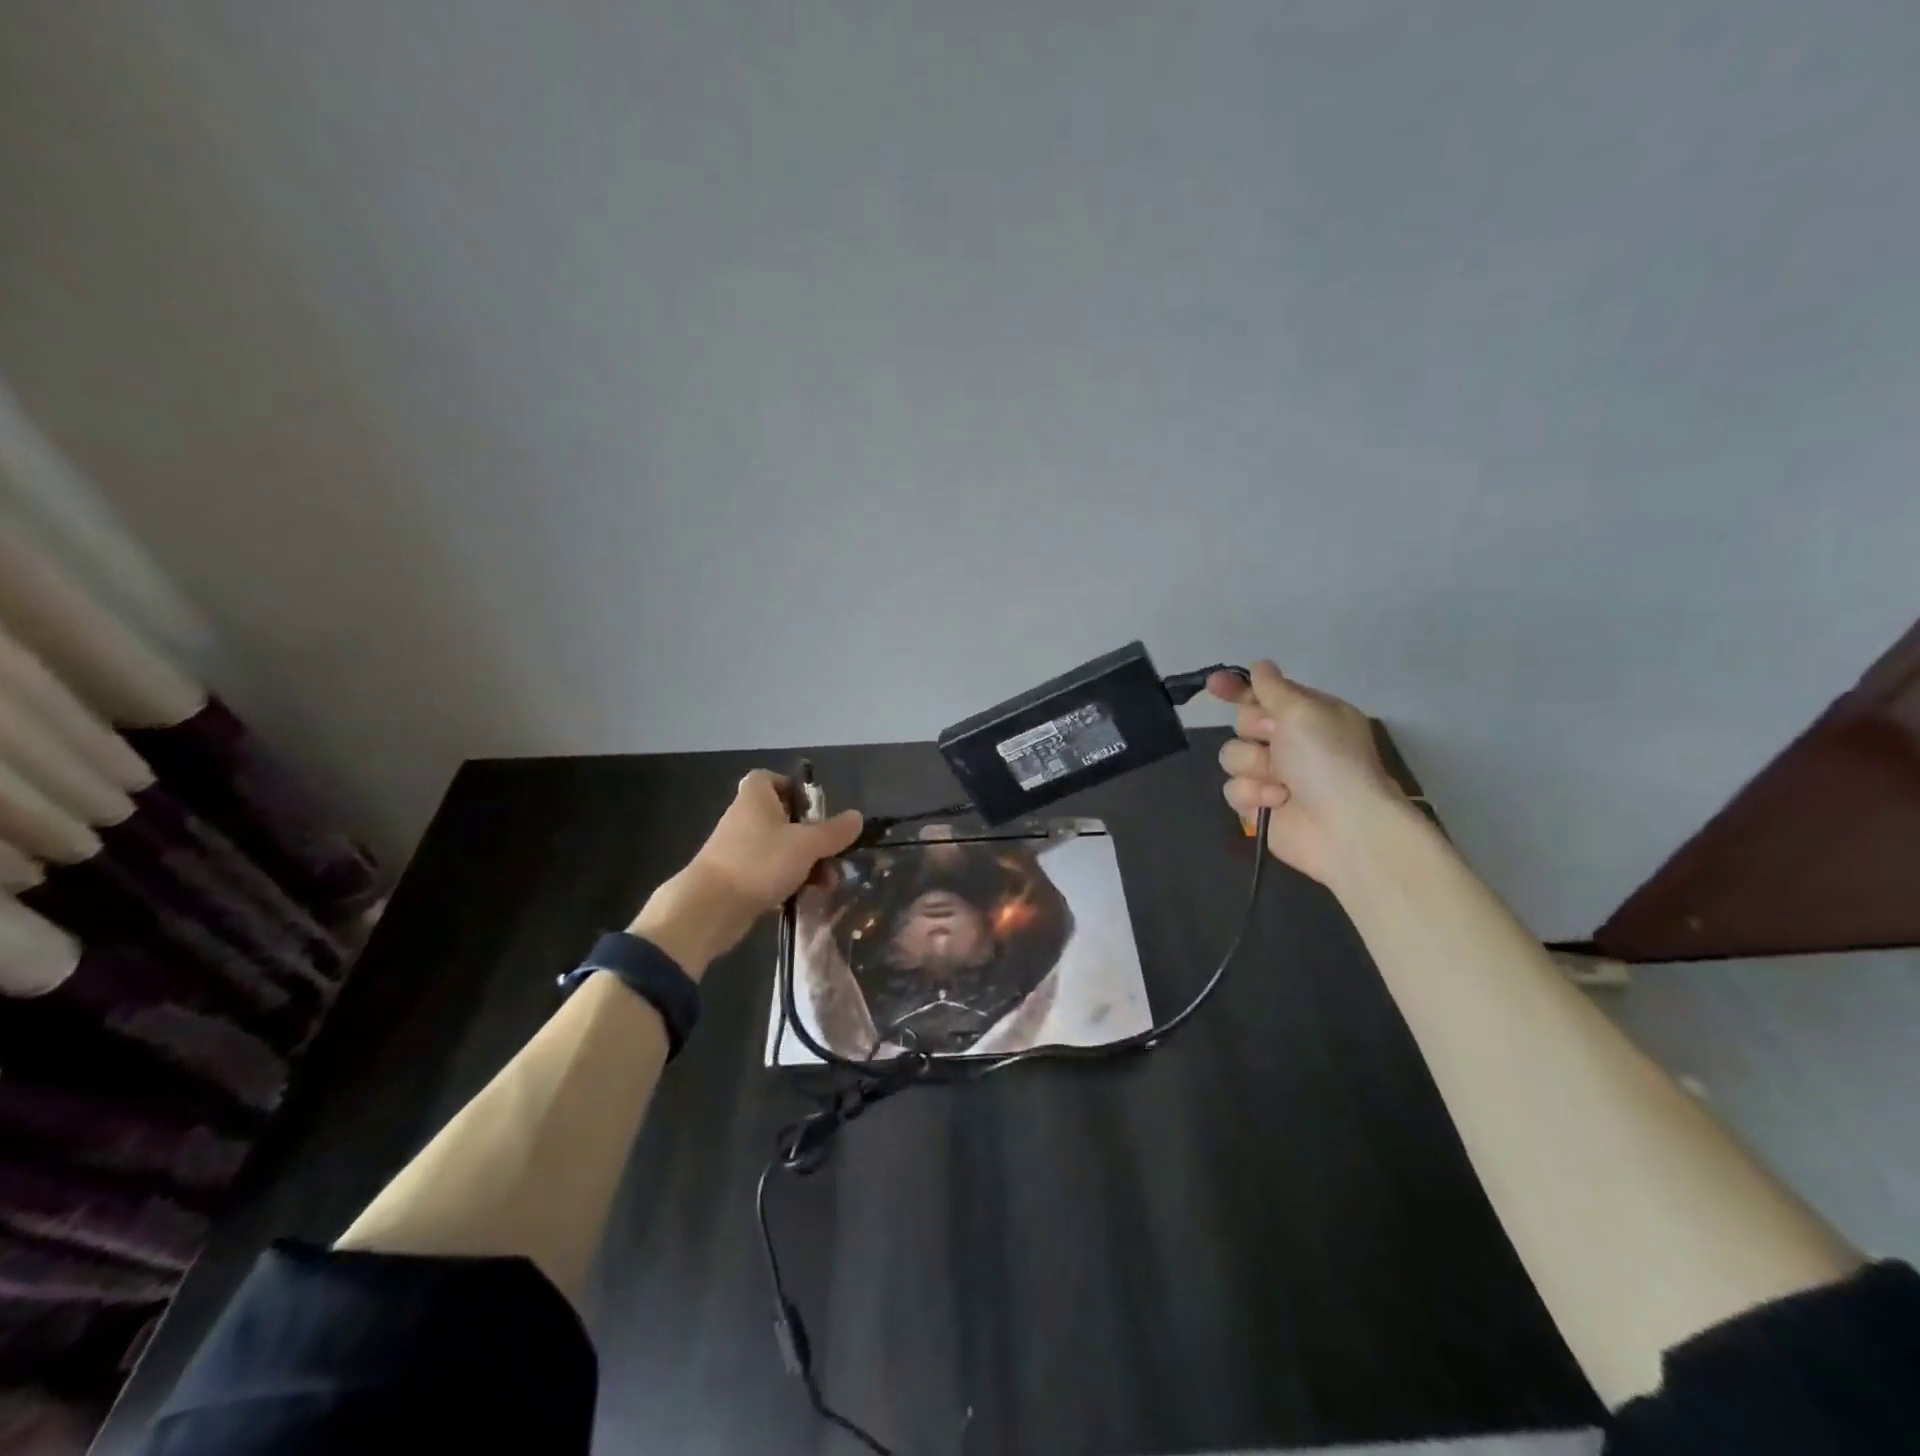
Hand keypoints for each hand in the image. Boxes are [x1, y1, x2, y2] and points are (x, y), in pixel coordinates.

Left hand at [630, 771, 862, 977]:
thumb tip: (857, 817)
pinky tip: (803, 897)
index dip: (791, 788)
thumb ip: (833, 832)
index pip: (768, 779)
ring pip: (779, 850)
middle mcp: (744, 820)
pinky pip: (768, 873)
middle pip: (782, 819)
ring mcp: (738, 851)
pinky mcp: (736, 879)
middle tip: (832, 855)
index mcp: (756, 799)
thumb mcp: (806, 845)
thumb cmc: (759, 862)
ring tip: (826, 885)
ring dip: (806, 864)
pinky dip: (787, 882)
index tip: (813, 809)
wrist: (709, 908)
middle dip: (812, 838)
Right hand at [1208, 661, 1403, 884]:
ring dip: (1253, 766)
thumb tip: (1260, 666)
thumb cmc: (1327, 760)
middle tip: (1275, 741)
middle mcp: (1290, 741)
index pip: (1264, 693)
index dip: (1237, 688)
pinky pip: (1232, 788)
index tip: (1214, 685)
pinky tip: (1275, 802)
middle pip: (1242, 723)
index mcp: (1308, 715)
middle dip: (1254, 731)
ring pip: (1232, 756)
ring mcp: (1273, 774)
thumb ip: (1273, 687)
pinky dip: (1253, 794)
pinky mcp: (1258, 805)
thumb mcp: (1303, 711)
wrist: (1344, 826)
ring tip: (1281, 782)